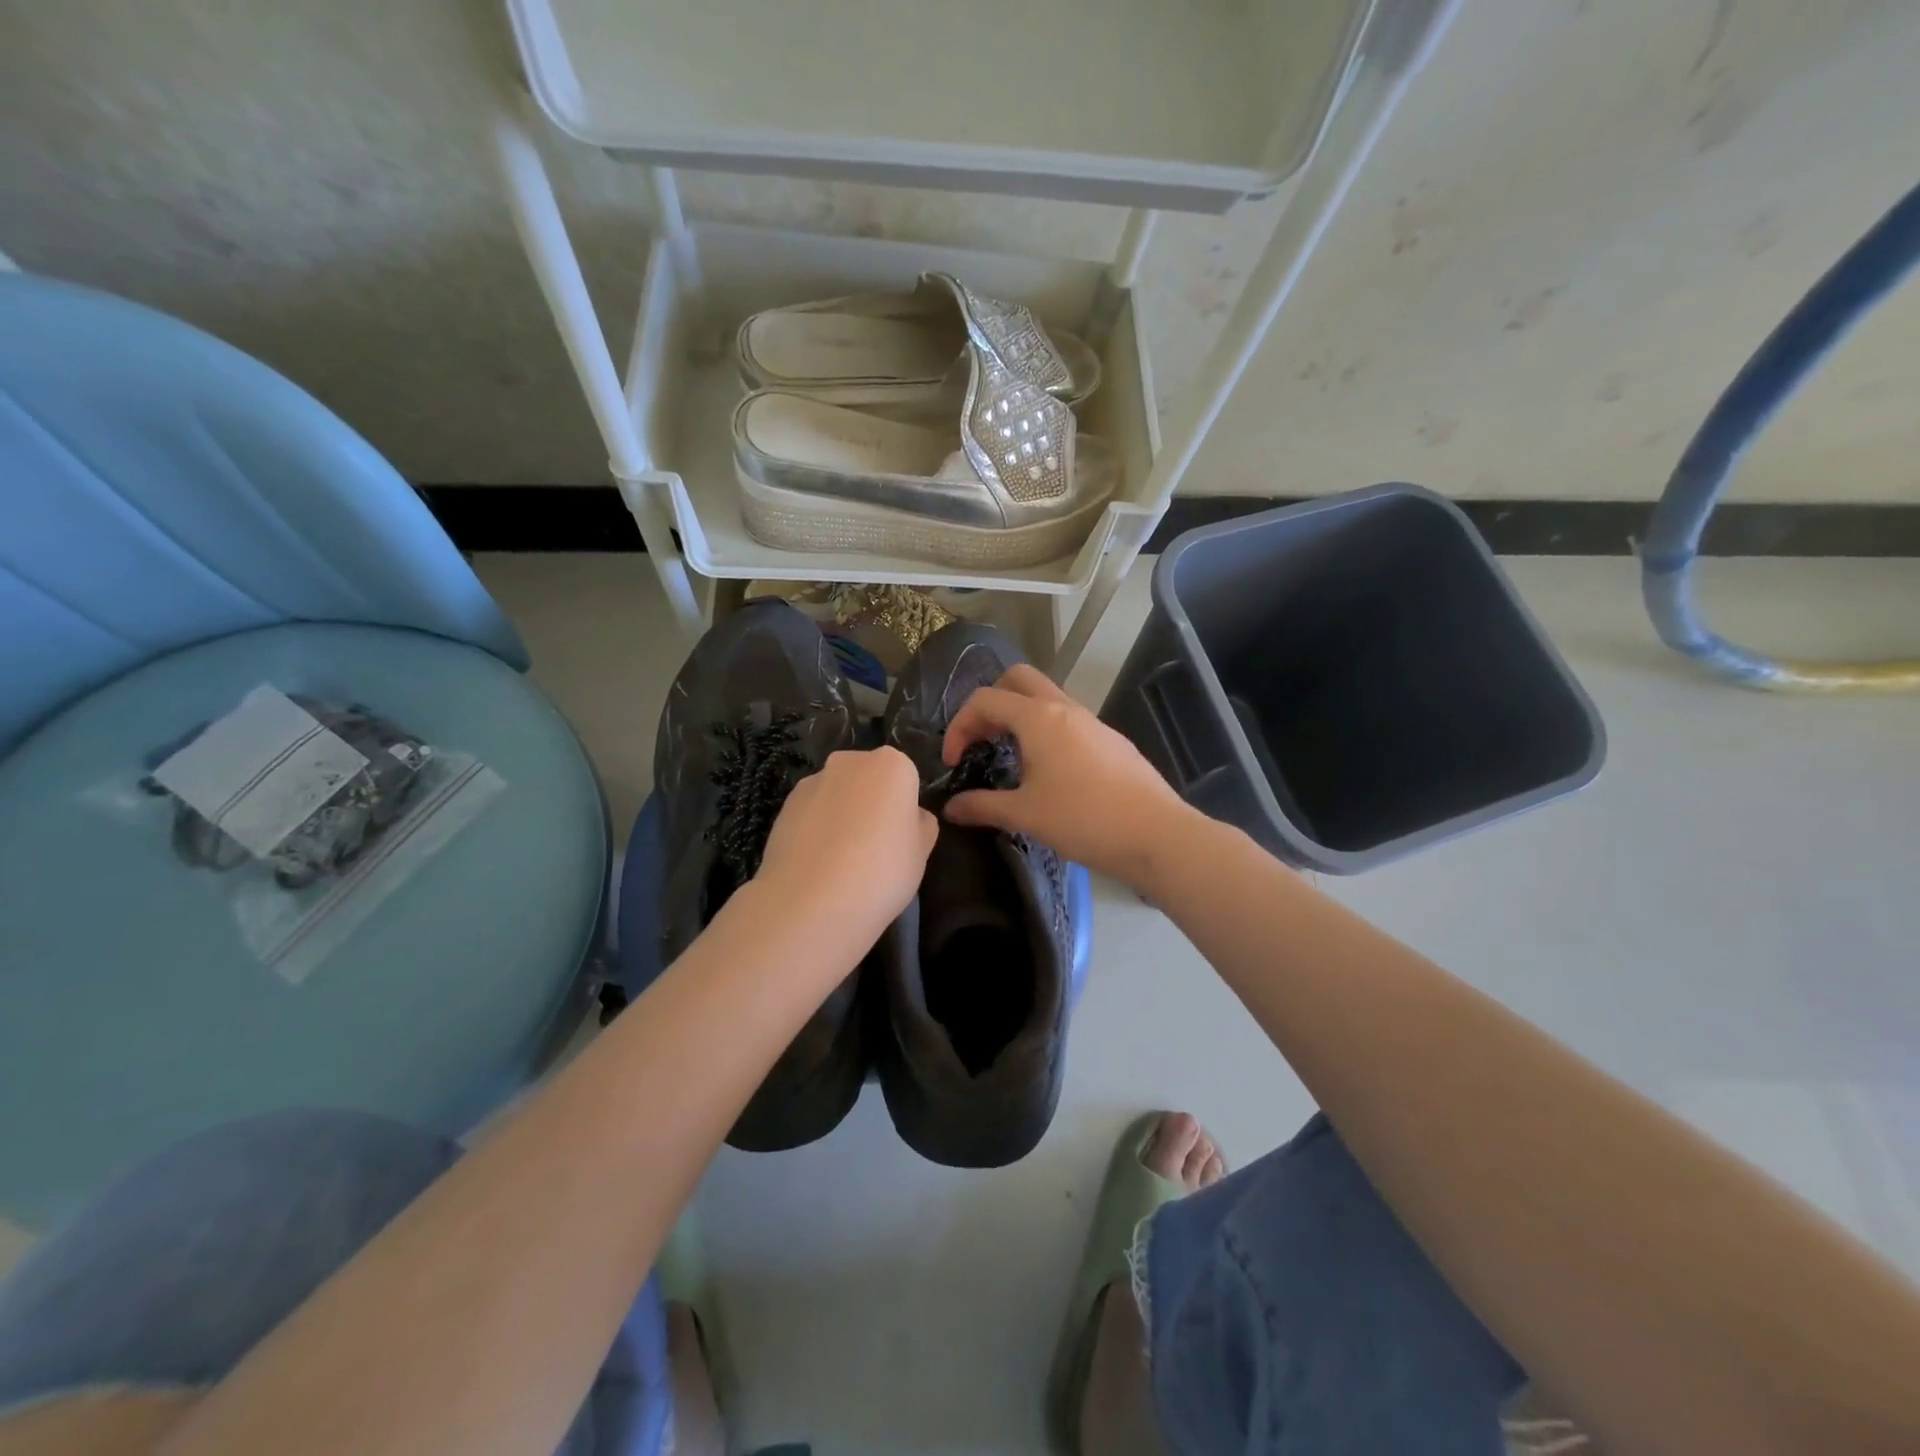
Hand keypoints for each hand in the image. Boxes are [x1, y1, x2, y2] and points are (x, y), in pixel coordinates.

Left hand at [754, 746, 937, 947]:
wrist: (812, 902)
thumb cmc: (882, 871)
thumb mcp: (922, 852)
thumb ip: (921, 825)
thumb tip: (911, 817)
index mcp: (891, 765)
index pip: (905, 778)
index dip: (904, 808)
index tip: (900, 837)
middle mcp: (849, 762)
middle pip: (867, 778)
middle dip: (870, 803)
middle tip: (873, 847)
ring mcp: (811, 782)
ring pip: (836, 794)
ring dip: (840, 815)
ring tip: (839, 861)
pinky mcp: (782, 806)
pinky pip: (810, 813)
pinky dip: (815, 829)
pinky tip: (816, 864)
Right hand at [940, 664, 1190, 886]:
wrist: (1155, 834)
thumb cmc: (1083, 819)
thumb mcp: (1025, 815)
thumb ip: (982, 806)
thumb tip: (951, 808)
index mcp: (1039, 717)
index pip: (985, 699)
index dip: (959, 725)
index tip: (953, 762)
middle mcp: (1065, 708)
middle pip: (1018, 679)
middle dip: (991, 703)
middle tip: (981, 740)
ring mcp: (1092, 722)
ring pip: (1046, 699)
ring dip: (1019, 717)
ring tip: (1010, 759)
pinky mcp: (1110, 740)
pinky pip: (1067, 721)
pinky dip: (1045, 732)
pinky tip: (1048, 773)